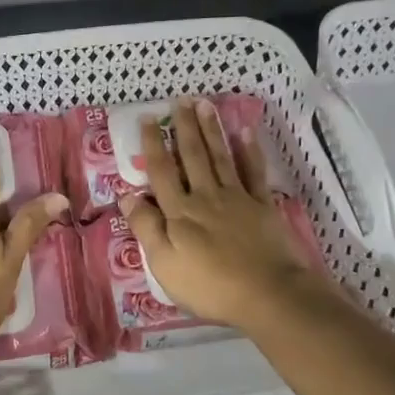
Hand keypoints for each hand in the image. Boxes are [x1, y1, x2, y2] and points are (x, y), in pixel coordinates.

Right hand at [119, 99, 319, 329]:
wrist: (267, 293)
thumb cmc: (209, 286)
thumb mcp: (164, 264)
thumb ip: (146, 228)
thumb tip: (127, 196)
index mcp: (179, 212)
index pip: (162, 172)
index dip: (153, 145)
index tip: (147, 119)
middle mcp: (206, 196)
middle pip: (192, 156)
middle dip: (184, 127)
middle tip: (180, 100)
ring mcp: (237, 198)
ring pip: (220, 157)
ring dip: (211, 130)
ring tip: (205, 104)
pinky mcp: (262, 206)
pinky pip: (254, 172)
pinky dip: (250, 151)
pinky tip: (245, 132)